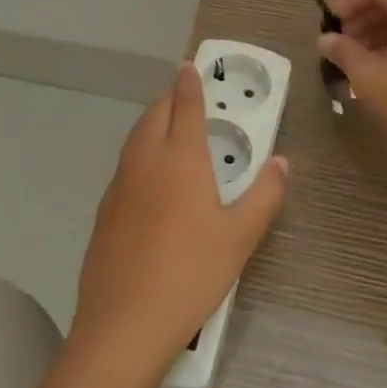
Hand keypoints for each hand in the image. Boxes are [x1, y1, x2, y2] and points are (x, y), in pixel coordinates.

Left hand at [71, 63, 288, 382]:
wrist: (125, 321)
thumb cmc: (191, 273)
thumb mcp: (240, 237)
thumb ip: (264, 195)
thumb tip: (281, 162)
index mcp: (180, 158)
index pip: (184, 106)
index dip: (189, 83)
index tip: (190, 66)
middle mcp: (145, 161)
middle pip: (154, 115)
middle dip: (170, 99)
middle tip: (186, 98)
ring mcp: (119, 185)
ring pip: (135, 138)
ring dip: (152, 124)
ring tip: (170, 131)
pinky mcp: (105, 210)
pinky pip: (126, 166)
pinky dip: (140, 154)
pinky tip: (151, 180)